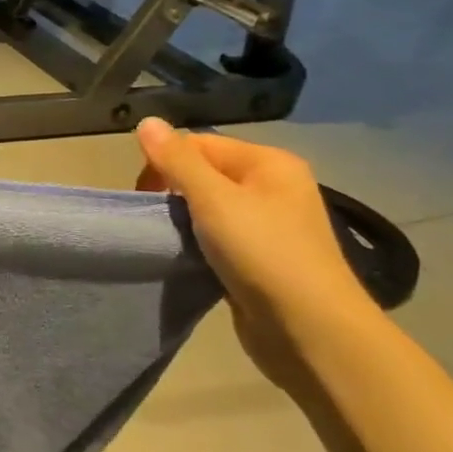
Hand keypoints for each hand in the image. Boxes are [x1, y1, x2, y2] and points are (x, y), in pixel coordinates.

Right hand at [135, 117, 377, 394]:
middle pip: (205, 174)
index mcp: (269, 163)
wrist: (310, 330)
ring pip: (210, 209)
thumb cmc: (263, 253)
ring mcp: (270, 225)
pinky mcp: (261, 259)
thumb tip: (146, 121)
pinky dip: (199, 246)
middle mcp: (273, 187)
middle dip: (173, 193)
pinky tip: (189, 260)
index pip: (200, 144)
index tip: (143, 196)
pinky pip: (219, 239)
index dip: (166, 163)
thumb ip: (177, 161)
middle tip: (155, 220)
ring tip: (170, 241)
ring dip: (185, 222)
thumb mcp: (214, 200)